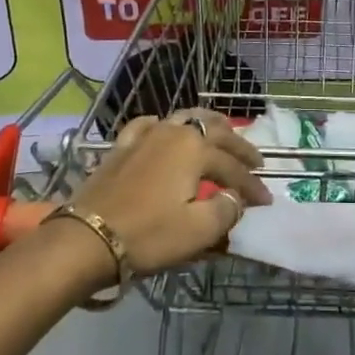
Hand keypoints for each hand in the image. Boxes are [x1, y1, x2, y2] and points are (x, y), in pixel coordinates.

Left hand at [55, 109, 271, 288]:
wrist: (88, 237)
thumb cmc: (148, 234)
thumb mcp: (197, 231)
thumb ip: (225, 210)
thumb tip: (234, 197)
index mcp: (196, 149)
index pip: (233, 166)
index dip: (252, 185)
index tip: (266, 201)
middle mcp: (174, 132)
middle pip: (215, 131)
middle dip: (238, 146)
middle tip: (254, 161)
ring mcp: (145, 135)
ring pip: (184, 118)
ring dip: (207, 125)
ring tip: (220, 133)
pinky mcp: (122, 145)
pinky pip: (148, 125)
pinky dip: (163, 125)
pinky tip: (163, 129)